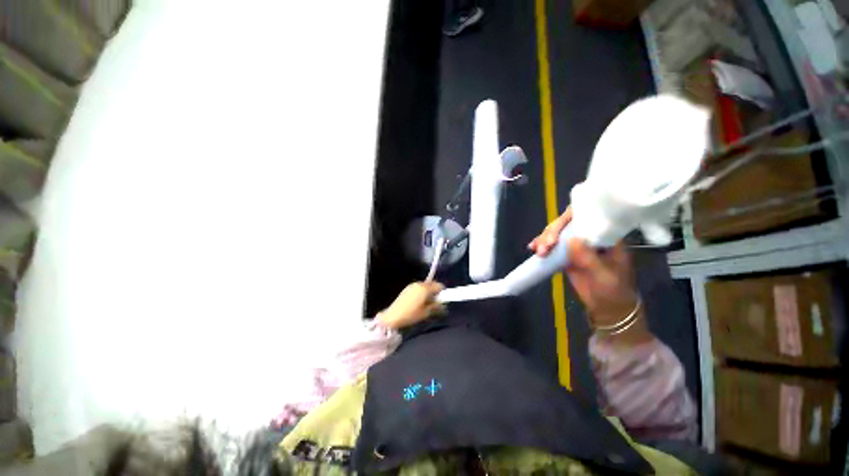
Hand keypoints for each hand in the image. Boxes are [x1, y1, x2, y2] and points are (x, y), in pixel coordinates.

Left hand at [378, 282, 444, 329]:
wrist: (393, 316)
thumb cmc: (411, 314)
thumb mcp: (426, 312)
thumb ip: (436, 306)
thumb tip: (443, 304)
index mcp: (425, 288)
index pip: (439, 285)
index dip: (442, 292)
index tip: (442, 300)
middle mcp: (419, 284)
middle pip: (431, 284)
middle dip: (435, 292)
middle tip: (434, 303)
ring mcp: (412, 285)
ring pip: (425, 286)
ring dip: (428, 292)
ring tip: (426, 303)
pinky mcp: (407, 289)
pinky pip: (418, 288)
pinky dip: (421, 292)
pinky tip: (418, 302)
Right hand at [529, 208, 637, 326]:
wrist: (607, 307)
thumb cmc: (614, 290)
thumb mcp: (604, 275)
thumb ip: (589, 258)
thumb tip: (571, 240)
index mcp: (605, 236)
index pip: (587, 217)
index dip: (569, 220)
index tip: (557, 233)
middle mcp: (589, 236)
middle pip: (566, 224)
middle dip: (552, 232)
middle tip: (544, 246)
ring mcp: (576, 245)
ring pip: (556, 234)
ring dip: (544, 239)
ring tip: (538, 251)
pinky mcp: (566, 255)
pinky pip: (551, 246)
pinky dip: (542, 246)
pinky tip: (534, 249)